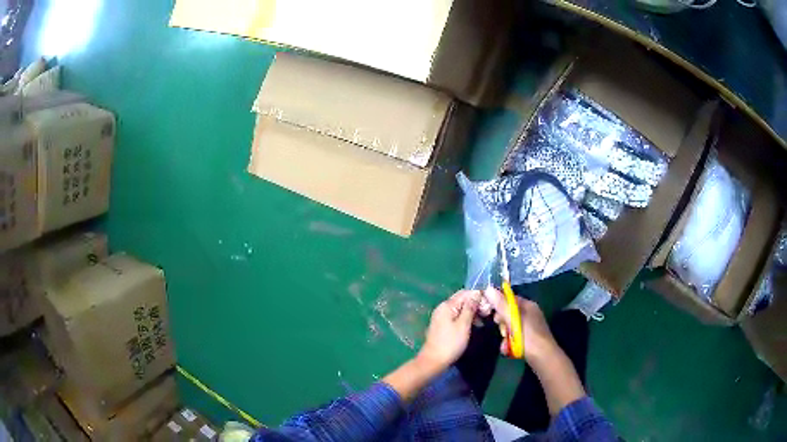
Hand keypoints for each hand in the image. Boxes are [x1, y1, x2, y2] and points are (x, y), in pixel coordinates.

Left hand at [416, 290, 480, 372]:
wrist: (434, 361)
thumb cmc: (450, 343)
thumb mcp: (463, 325)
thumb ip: (470, 307)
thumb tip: (477, 292)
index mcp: (447, 305)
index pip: (465, 292)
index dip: (479, 296)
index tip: (490, 304)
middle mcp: (443, 307)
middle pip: (463, 300)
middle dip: (476, 303)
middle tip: (488, 313)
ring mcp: (442, 316)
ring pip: (461, 308)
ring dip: (473, 311)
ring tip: (484, 319)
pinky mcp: (443, 325)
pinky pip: (457, 316)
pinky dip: (467, 318)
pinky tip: (475, 324)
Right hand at [483, 288, 558, 364]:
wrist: (542, 358)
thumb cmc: (529, 337)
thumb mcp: (513, 320)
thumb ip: (501, 305)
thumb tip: (488, 288)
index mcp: (528, 306)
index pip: (509, 299)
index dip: (498, 304)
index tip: (489, 312)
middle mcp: (529, 314)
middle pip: (508, 314)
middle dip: (502, 325)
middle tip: (504, 332)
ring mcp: (529, 327)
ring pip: (510, 328)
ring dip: (505, 337)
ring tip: (506, 344)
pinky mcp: (528, 339)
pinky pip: (514, 338)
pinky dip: (510, 343)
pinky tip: (508, 350)